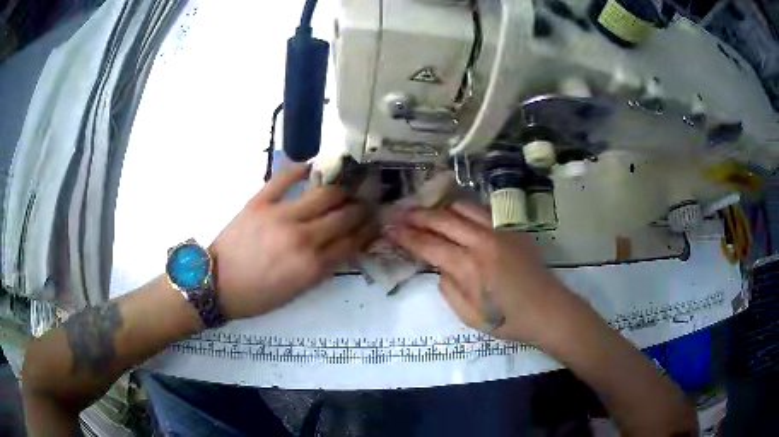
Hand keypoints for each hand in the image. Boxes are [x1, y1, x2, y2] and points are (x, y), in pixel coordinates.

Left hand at [210, 165, 377, 319]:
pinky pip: (285, 178)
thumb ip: (322, 270)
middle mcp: (302, 238)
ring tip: (346, 187)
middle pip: (344, 215)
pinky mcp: (260, 201)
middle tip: (366, 203)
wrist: (216, 283)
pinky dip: (301, 169)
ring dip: (341, 190)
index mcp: (312, 266)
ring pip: (324, 194)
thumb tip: (342, 248)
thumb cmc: (256, 295)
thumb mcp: (296, 293)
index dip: (368, 231)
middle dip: (361, 209)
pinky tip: (312, 168)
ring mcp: (281, 215)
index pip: (351, 242)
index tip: (375, 223)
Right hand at [386, 202, 570, 341]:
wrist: (548, 310)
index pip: (428, 245)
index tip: (388, 228)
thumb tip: (439, 265)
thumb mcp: (468, 315)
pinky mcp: (512, 228)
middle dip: (416, 215)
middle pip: (441, 219)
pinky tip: (457, 216)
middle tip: (398, 213)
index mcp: (469, 267)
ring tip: (426, 212)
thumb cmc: (508, 320)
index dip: (405, 236)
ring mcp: (500, 230)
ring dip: (440, 208)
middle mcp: (482, 241)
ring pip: (462, 206)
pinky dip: (463, 210)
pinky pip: (482, 210)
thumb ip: (447, 287)